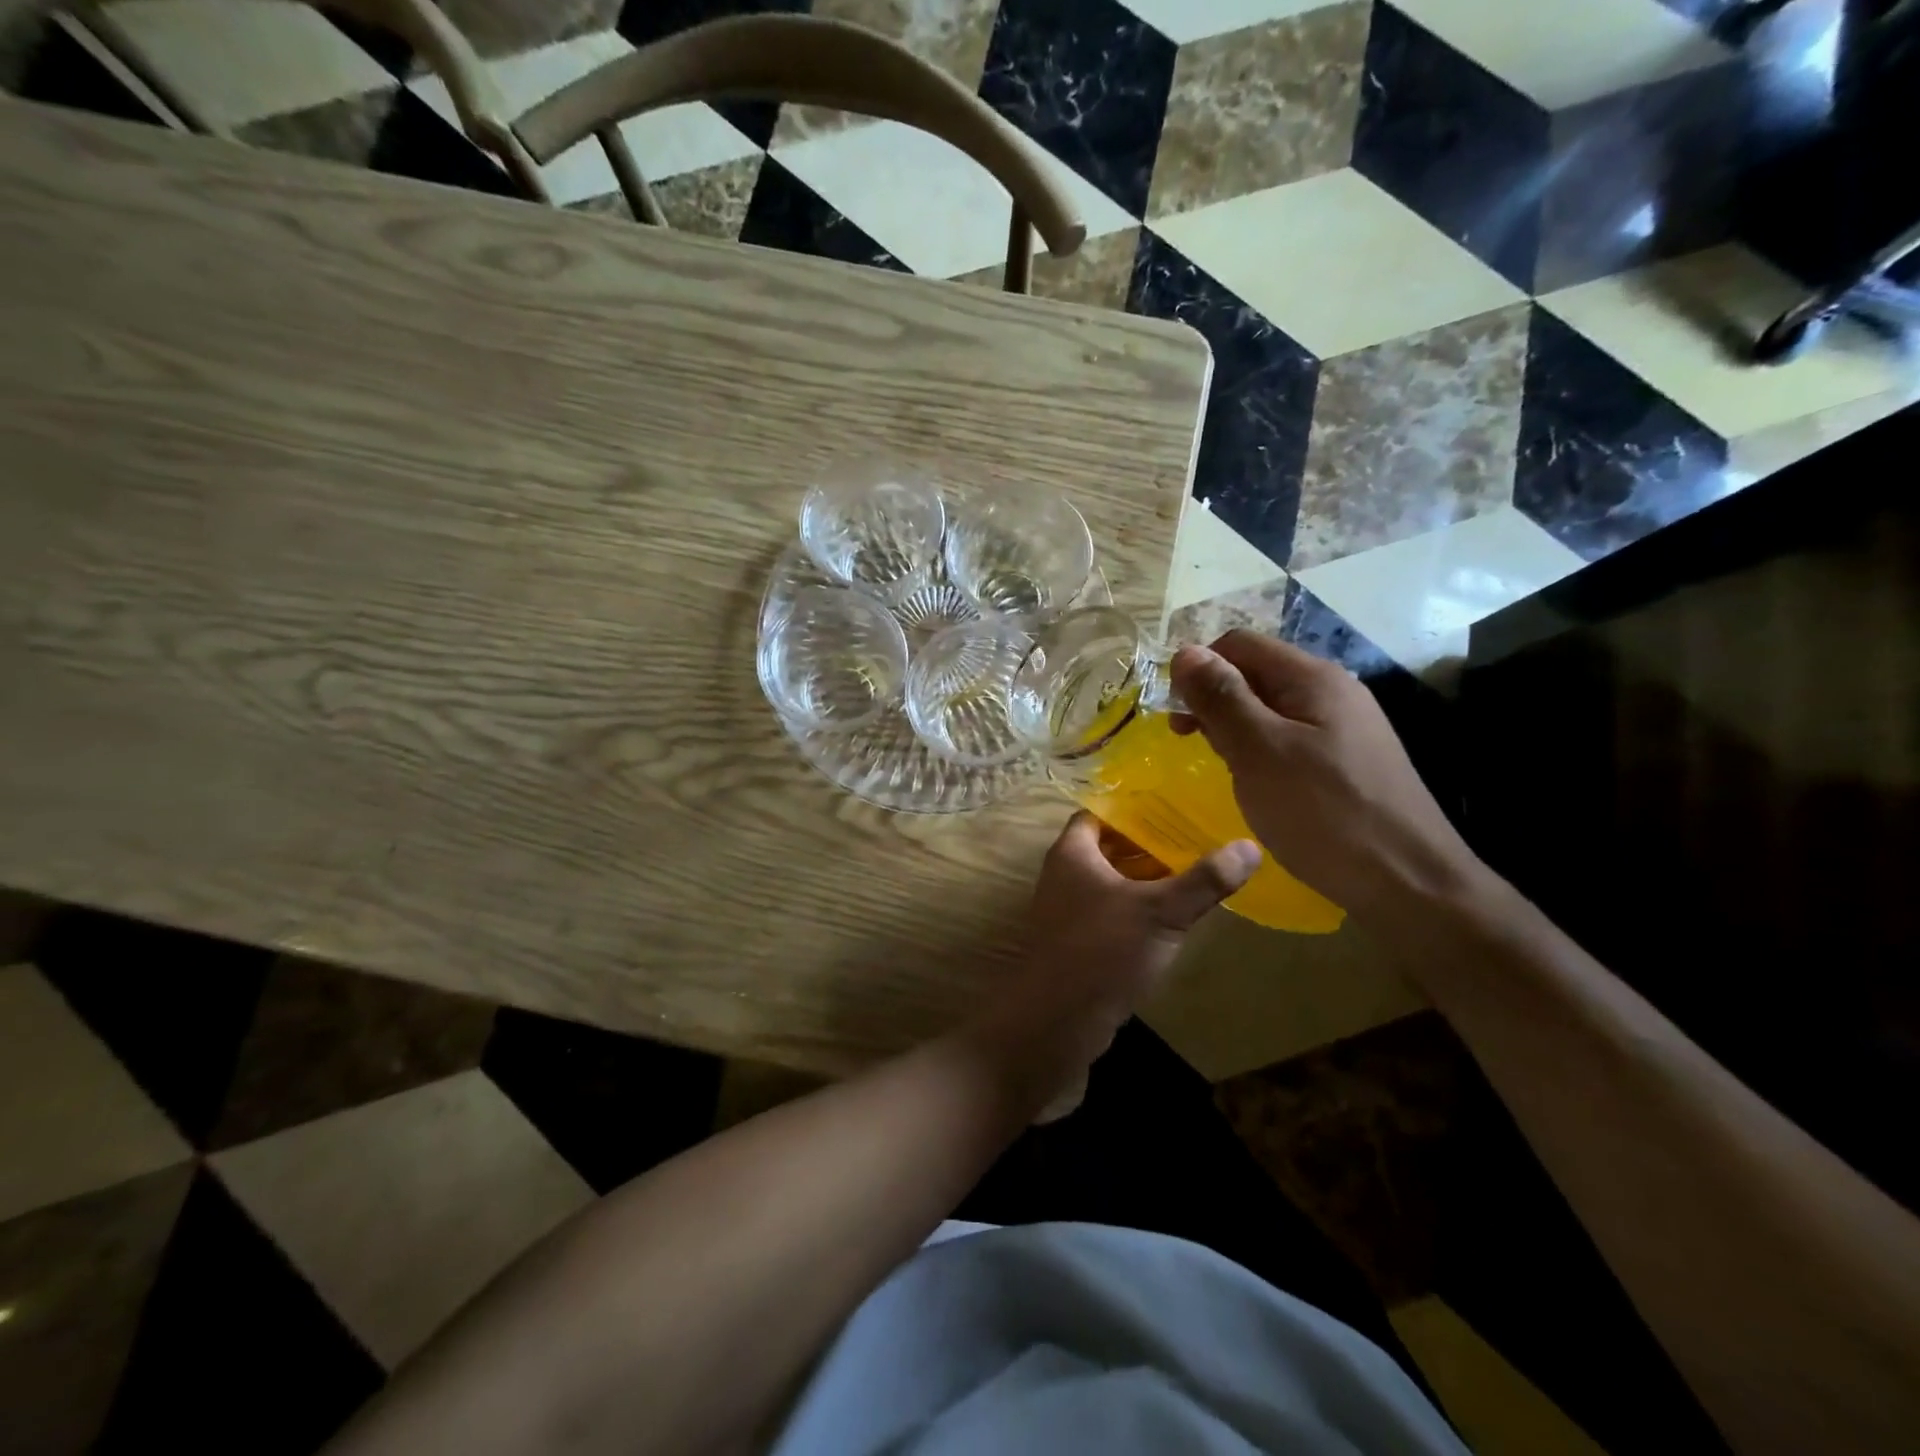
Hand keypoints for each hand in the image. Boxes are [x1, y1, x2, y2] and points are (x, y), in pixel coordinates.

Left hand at [971, 813, 1257, 1118]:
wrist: (1056, 1023)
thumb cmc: (1103, 951)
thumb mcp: (1160, 912)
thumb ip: (1204, 880)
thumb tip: (1250, 845)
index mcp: (1073, 853)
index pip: (1100, 813)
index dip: (1133, 809)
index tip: (1174, 809)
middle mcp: (1064, 875)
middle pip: (1108, 847)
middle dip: (1148, 845)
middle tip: (1195, 840)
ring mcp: (1067, 912)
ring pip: (1111, 883)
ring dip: (1145, 880)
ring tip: (1193, 875)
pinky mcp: (1077, 944)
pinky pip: (1110, 913)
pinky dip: (1137, 910)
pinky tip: (1171, 920)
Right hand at [1170, 631, 1484, 919]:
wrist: (1407, 882)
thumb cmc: (1323, 812)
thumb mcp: (1258, 751)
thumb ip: (1221, 698)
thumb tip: (1184, 652)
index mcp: (1311, 677)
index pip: (1238, 644)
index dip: (1199, 669)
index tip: (1175, 715)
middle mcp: (1331, 690)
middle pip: (1255, 673)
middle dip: (1214, 700)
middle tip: (1191, 744)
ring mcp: (1343, 726)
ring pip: (1270, 708)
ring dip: (1235, 728)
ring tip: (1223, 766)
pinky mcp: (1347, 760)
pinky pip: (1289, 738)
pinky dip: (1260, 751)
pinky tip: (1257, 783)